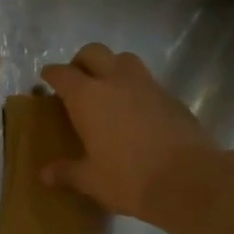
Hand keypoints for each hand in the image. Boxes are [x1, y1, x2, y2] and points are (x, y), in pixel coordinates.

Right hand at [40, 44, 218, 223]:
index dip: (51, 74)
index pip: (62, 74)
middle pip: (94, 52)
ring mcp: (147, 85)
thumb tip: (45, 174)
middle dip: (81, 61)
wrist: (188, 179)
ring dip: (111, 67)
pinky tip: (134, 111)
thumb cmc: (127, 178)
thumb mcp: (90, 180)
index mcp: (87, 97)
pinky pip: (146, 81)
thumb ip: (66, 172)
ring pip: (124, 59)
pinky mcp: (171, 97)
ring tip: (106, 90)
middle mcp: (116, 81)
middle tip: (76, 80)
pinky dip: (134, 88)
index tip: (46, 78)